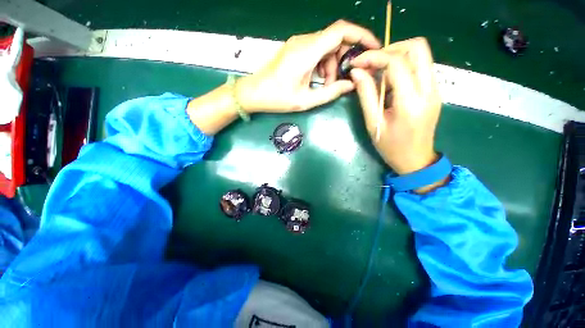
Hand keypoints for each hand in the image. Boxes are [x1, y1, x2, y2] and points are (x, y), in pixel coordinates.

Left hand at [236, 20, 379, 112]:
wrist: (253, 93)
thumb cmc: (277, 98)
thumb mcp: (306, 100)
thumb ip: (330, 93)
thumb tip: (351, 85)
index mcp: (308, 51)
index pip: (341, 31)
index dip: (361, 35)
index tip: (373, 48)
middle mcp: (304, 41)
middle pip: (335, 41)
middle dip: (343, 61)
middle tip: (339, 82)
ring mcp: (298, 44)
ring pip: (326, 48)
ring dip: (331, 67)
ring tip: (324, 87)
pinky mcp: (295, 49)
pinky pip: (316, 52)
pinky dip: (322, 66)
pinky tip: (316, 81)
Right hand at [350, 37, 441, 174]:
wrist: (416, 160)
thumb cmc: (391, 147)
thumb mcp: (373, 123)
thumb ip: (366, 95)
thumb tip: (357, 73)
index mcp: (411, 101)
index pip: (397, 63)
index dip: (374, 57)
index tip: (357, 63)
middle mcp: (429, 89)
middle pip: (417, 47)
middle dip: (390, 49)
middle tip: (371, 64)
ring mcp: (435, 88)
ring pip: (421, 54)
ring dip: (396, 57)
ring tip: (377, 73)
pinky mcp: (434, 90)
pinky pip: (420, 66)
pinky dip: (402, 66)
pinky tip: (388, 81)